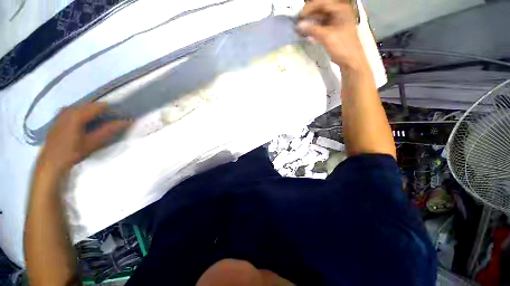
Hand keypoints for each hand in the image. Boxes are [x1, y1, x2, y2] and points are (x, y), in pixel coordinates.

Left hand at [37, 103, 130, 173]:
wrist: (51, 162)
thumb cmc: (72, 152)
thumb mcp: (93, 142)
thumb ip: (109, 130)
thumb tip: (126, 122)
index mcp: (77, 114)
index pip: (99, 106)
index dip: (112, 110)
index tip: (120, 117)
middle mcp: (69, 110)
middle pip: (90, 105)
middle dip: (102, 111)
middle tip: (112, 121)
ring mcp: (62, 113)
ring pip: (83, 107)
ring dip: (93, 113)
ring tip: (100, 122)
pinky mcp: (59, 117)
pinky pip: (75, 110)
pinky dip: (83, 114)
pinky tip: (86, 123)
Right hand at [298, 0, 365, 68]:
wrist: (351, 60)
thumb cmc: (342, 46)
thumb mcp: (327, 36)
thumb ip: (312, 29)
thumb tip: (299, 25)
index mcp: (340, 9)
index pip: (322, 3)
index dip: (309, 8)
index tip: (299, 16)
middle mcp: (339, 13)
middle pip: (321, 10)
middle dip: (309, 16)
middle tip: (298, 23)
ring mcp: (336, 22)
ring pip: (320, 20)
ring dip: (310, 24)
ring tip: (300, 30)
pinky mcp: (333, 31)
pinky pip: (322, 28)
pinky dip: (314, 30)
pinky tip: (307, 35)